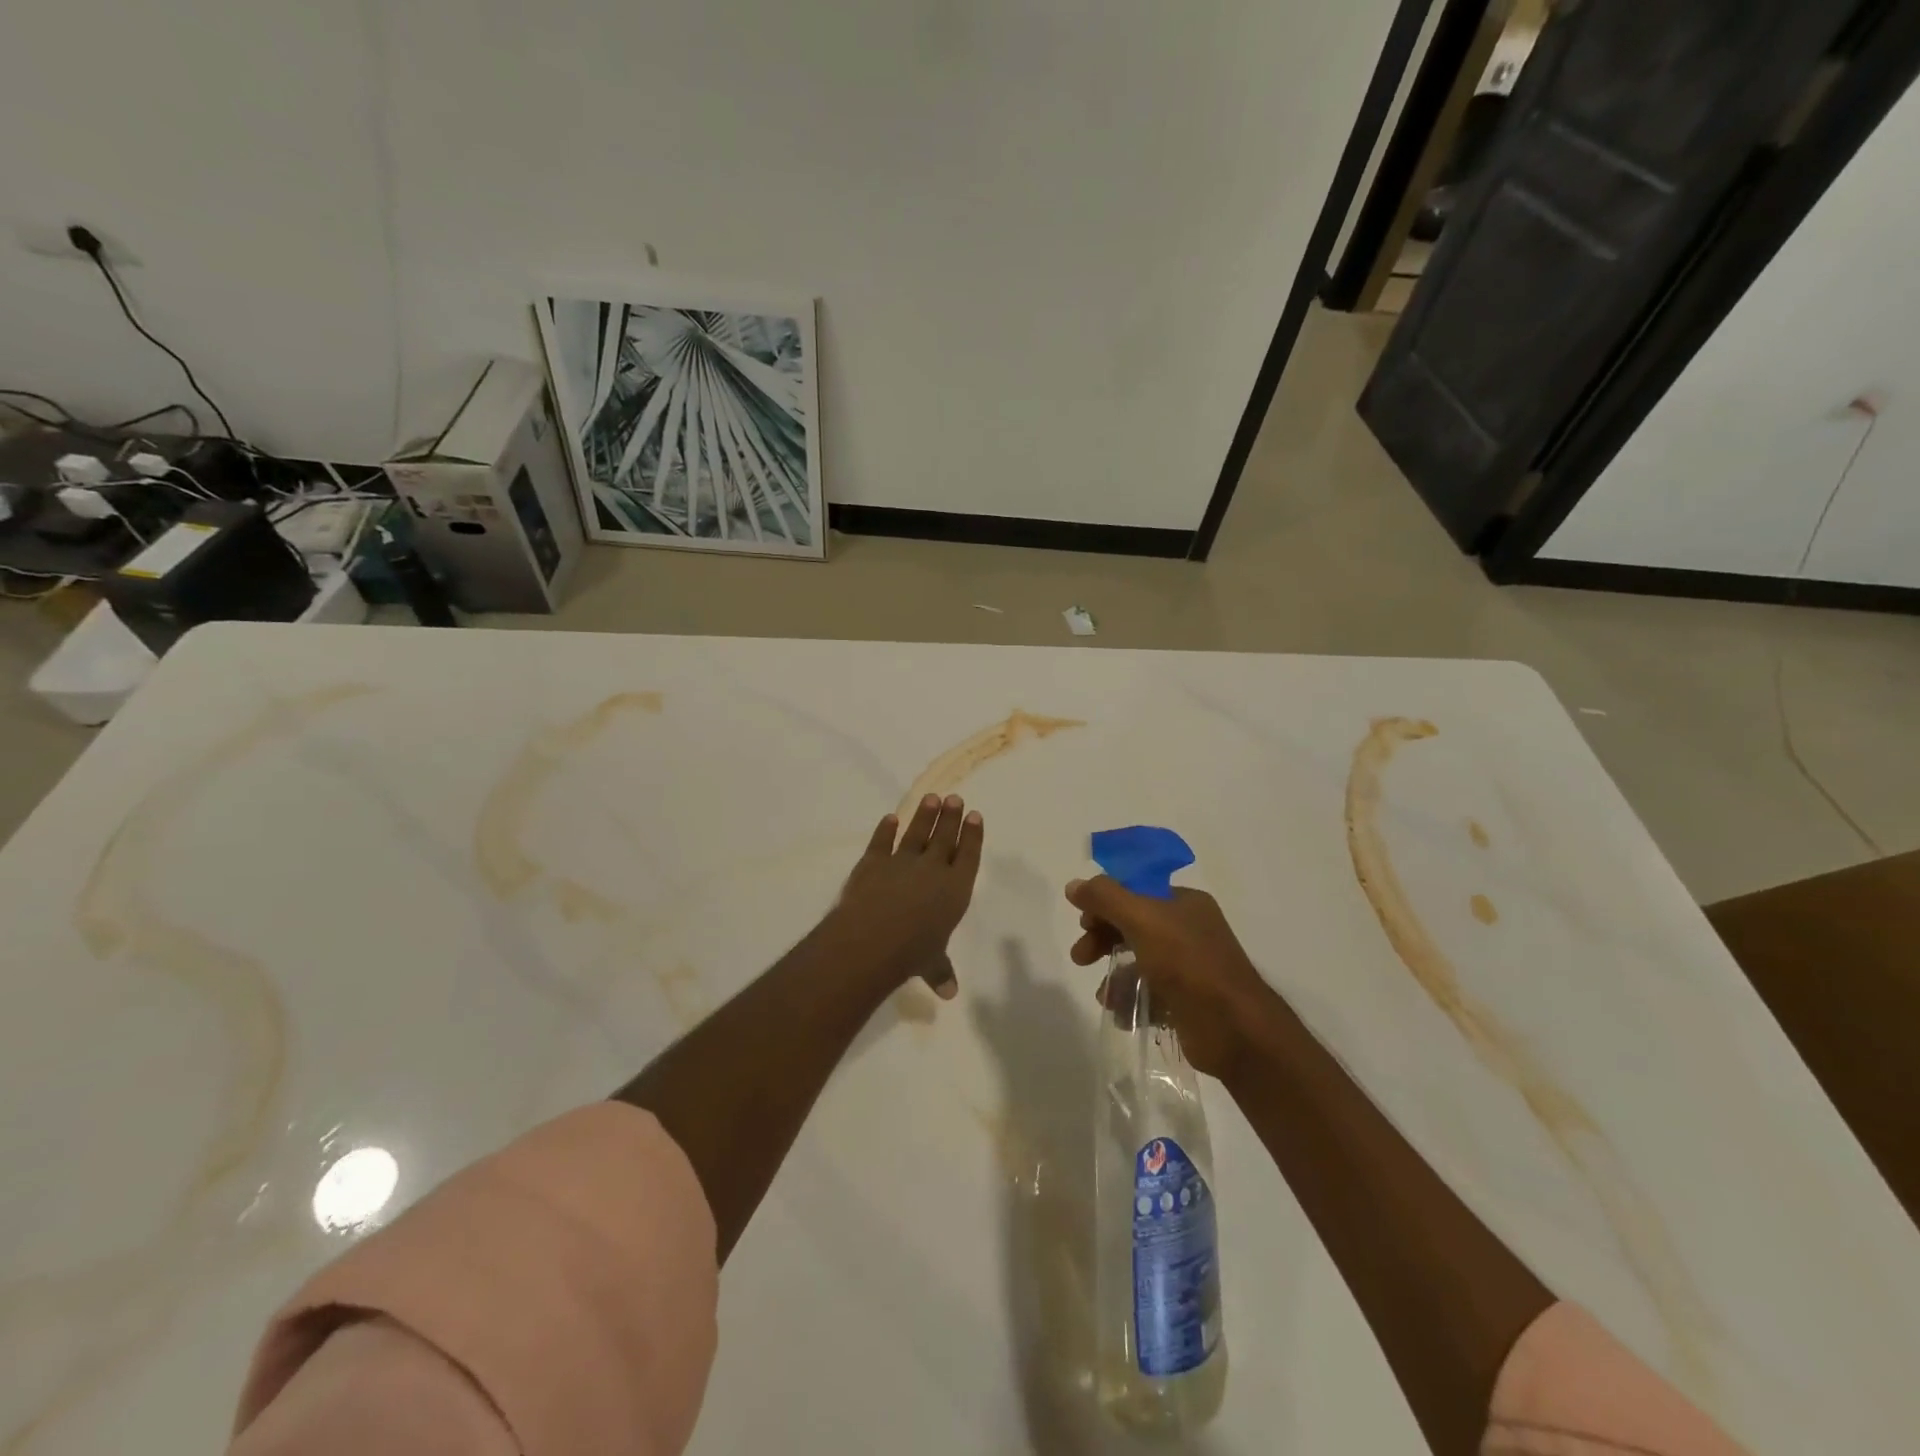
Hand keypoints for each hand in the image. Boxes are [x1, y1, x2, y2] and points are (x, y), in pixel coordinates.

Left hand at [830, 794, 984, 997]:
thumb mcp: (931, 964)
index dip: (972, 836)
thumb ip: (941, 971)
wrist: (871, 939)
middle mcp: (932, 869)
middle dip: (951, 817)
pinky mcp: (873, 862)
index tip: (976, 816)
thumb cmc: (911, 953)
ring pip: (916, 833)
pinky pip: (882, 842)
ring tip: (931, 798)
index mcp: (955, 890)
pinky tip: (890, 818)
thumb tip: (949, 993)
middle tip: (955, 798)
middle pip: (944, 837)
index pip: (968, 856)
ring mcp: (901, 862)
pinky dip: (885, 830)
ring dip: (924, 815)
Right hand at [1066, 876, 1279, 1079]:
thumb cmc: (1188, 964)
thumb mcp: (1142, 920)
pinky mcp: (1187, 1001)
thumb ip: (1105, 898)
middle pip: (1133, 926)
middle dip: (1103, 939)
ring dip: (1114, 975)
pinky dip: (1131, 1001)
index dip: (1105, 904)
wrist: (1235, 1029)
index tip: (1083, 923)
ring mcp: (1190, 967)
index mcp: (1184, 903)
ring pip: (1139, 962)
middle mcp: (1189, 930)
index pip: (1135, 892)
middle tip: (1080, 957)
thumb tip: (1074, 885)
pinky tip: (1121, 1013)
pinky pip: (1150, 993)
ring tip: (1104, 996)